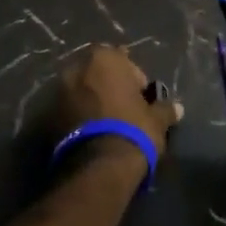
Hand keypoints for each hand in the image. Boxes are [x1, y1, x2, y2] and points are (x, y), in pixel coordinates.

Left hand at [52, 45, 183, 164]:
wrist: (99, 166)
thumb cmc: (133, 130)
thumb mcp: (156, 119)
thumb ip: (165, 109)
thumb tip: (178, 108)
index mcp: (104, 59)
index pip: (121, 59)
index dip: (133, 78)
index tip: (140, 96)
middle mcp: (76, 68)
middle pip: (96, 73)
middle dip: (108, 86)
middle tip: (122, 107)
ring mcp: (58, 92)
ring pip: (80, 91)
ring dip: (91, 101)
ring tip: (106, 123)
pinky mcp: (47, 117)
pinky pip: (68, 110)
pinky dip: (77, 117)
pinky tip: (91, 133)